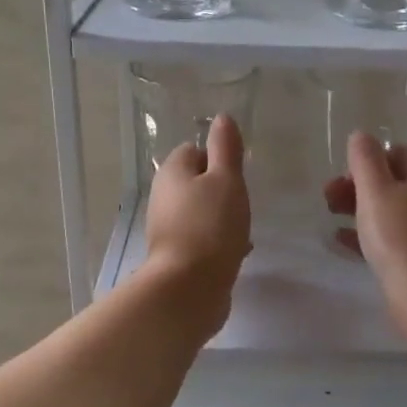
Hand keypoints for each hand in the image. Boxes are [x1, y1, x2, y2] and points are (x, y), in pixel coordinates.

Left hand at [143, 114, 250, 338]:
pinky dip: (218, 240)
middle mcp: (163, 197)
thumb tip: (222, 118)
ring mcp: (167, 228)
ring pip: (200, 211)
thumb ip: (226, 148)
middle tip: (242, 201)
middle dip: (221, 190)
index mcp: (172, 172)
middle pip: (196, 182)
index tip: (237, 175)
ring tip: (243, 228)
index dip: (218, 158)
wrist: (190, 287)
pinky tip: (237, 251)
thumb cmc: (211, 226)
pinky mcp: (176, 255)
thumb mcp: (227, 180)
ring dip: (221, 216)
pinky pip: (201, 238)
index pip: (193, 150)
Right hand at [323, 133, 406, 302]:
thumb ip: (365, 160)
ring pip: (387, 210)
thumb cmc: (398, 234)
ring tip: (331, 218)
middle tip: (329, 199)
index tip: (344, 176)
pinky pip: (387, 236)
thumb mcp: (375, 189)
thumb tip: (361, 136)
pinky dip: (365, 233)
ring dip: (358, 209)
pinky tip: (342, 241)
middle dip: (357, 185)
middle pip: (390, 182)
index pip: (396, 153)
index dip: (368, 159)